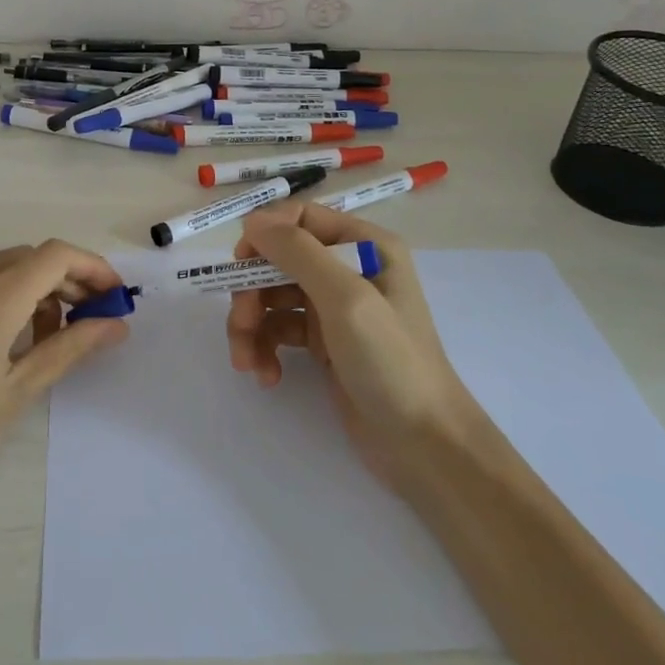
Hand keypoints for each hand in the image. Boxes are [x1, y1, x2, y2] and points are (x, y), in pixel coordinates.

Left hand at [0, 240, 127, 558]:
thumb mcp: (16, 394)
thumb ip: (70, 349)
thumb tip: (116, 324)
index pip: (56, 255)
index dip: (94, 268)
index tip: (116, 300)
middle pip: (32, 257)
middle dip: (70, 281)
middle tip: (93, 323)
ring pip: (5, 267)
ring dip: (38, 289)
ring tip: (51, 340)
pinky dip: (6, 295)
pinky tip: (10, 339)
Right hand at [226, 204, 470, 486]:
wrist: (425, 446)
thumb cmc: (391, 361)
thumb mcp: (346, 298)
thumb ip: (297, 253)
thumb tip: (252, 221)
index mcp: (364, 245)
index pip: (300, 218)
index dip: (265, 235)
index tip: (239, 262)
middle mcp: (348, 268)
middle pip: (279, 260)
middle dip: (252, 291)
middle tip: (241, 324)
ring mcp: (335, 307)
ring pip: (272, 297)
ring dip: (252, 325)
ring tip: (246, 362)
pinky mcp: (324, 343)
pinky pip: (280, 330)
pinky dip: (266, 348)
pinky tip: (266, 375)